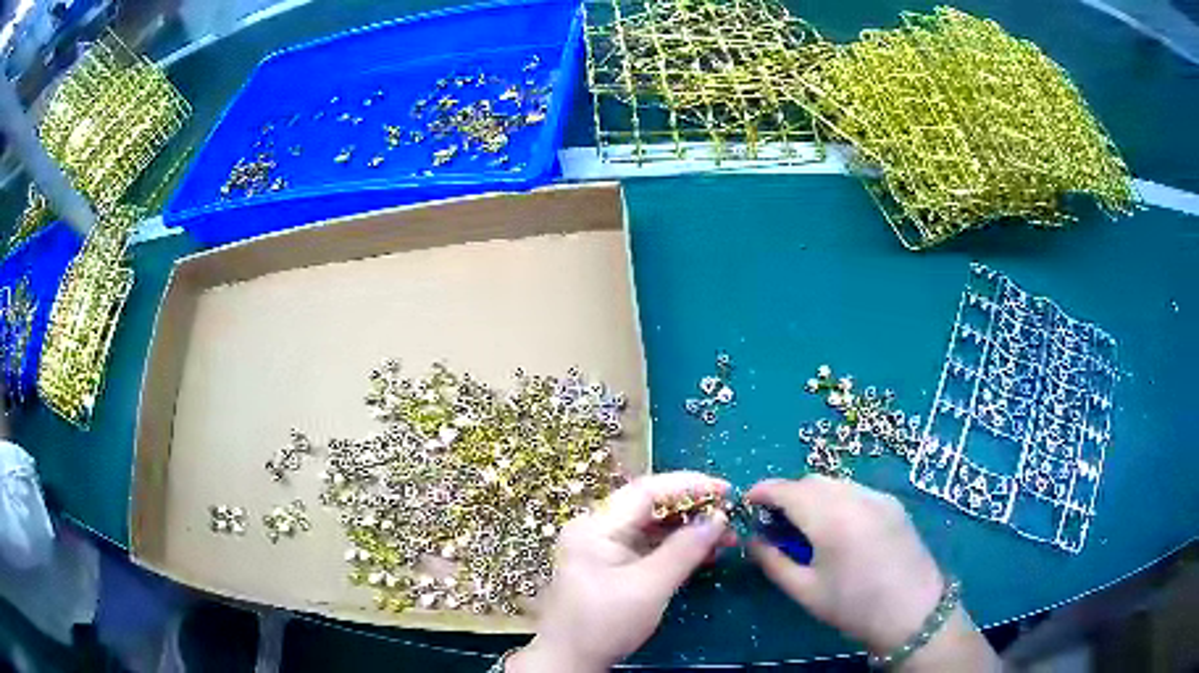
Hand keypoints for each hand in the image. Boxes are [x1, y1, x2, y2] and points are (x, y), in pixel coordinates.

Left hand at [508, 471, 733, 671]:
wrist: (569, 660)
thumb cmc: (604, 623)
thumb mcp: (649, 587)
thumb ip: (684, 550)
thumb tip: (719, 518)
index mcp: (596, 525)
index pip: (647, 490)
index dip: (689, 485)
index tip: (727, 490)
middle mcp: (597, 529)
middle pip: (651, 506)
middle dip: (693, 509)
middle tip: (731, 516)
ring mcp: (604, 548)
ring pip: (653, 527)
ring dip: (689, 531)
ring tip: (727, 538)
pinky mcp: (613, 566)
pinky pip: (649, 547)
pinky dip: (677, 549)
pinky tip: (704, 555)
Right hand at [746, 477, 948, 652]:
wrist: (913, 611)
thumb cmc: (854, 606)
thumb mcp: (805, 590)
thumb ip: (773, 562)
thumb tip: (752, 540)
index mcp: (830, 518)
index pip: (787, 490)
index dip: (763, 491)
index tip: (747, 502)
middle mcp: (855, 496)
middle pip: (811, 481)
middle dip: (788, 494)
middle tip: (775, 522)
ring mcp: (878, 496)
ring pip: (835, 482)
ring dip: (813, 495)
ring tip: (806, 525)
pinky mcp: (893, 503)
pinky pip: (856, 490)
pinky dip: (837, 499)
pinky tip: (839, 527)